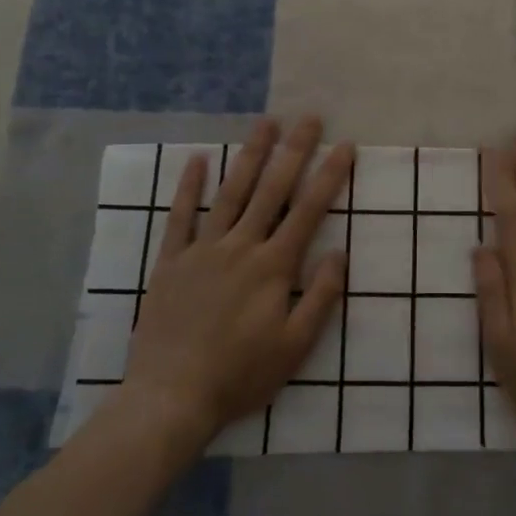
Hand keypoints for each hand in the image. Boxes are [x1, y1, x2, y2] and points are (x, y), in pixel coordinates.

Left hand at [107, 117, 354, 452]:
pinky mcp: (171, 262)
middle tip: (309, 118)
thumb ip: (320, 296)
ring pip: (231, 193)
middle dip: (294, 151)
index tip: (345, 146)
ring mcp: (203, 250)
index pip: (308, 210)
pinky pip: (180, 217)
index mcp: (273, 266)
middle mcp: (240, 247)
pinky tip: (198, 159)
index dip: (329, 176)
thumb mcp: (295, 346)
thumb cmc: (241, 375)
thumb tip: (339, 252)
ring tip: (266, 123)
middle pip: (272, 189)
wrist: (171, 398)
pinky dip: (189, 187)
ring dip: (250, 155)